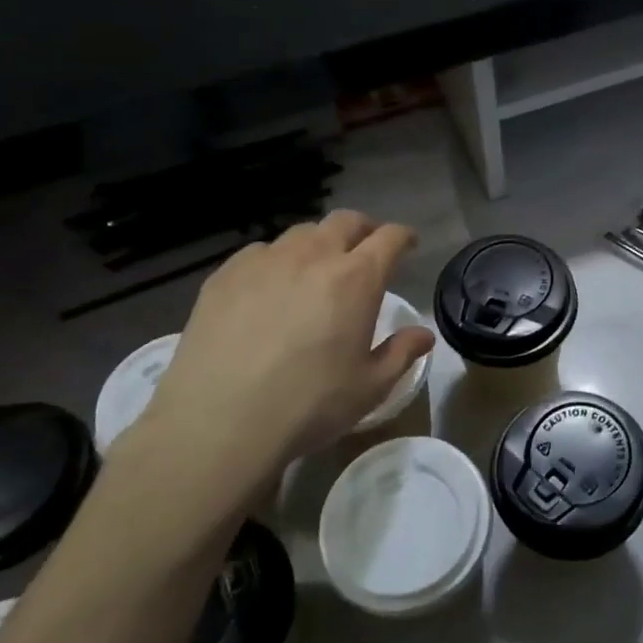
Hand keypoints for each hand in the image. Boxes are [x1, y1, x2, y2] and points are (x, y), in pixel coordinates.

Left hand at [110, 211, 433, 530]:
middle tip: (366, 249)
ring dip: (320, 243)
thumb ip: (402, 353)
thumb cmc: (309, 404)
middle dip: (364, 229)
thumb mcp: (370, 387)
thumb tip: (424, 334)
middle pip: (345, 221)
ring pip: (301, 232)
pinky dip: (277, 260)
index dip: (403, 237)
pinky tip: (270, 288)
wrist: (218, 421)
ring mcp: (264, 261)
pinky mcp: (225, 275)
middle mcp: (313, 256)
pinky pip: (260, 252)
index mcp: (356, 279)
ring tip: (317, 268)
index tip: (408, 245)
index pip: (389, 238)